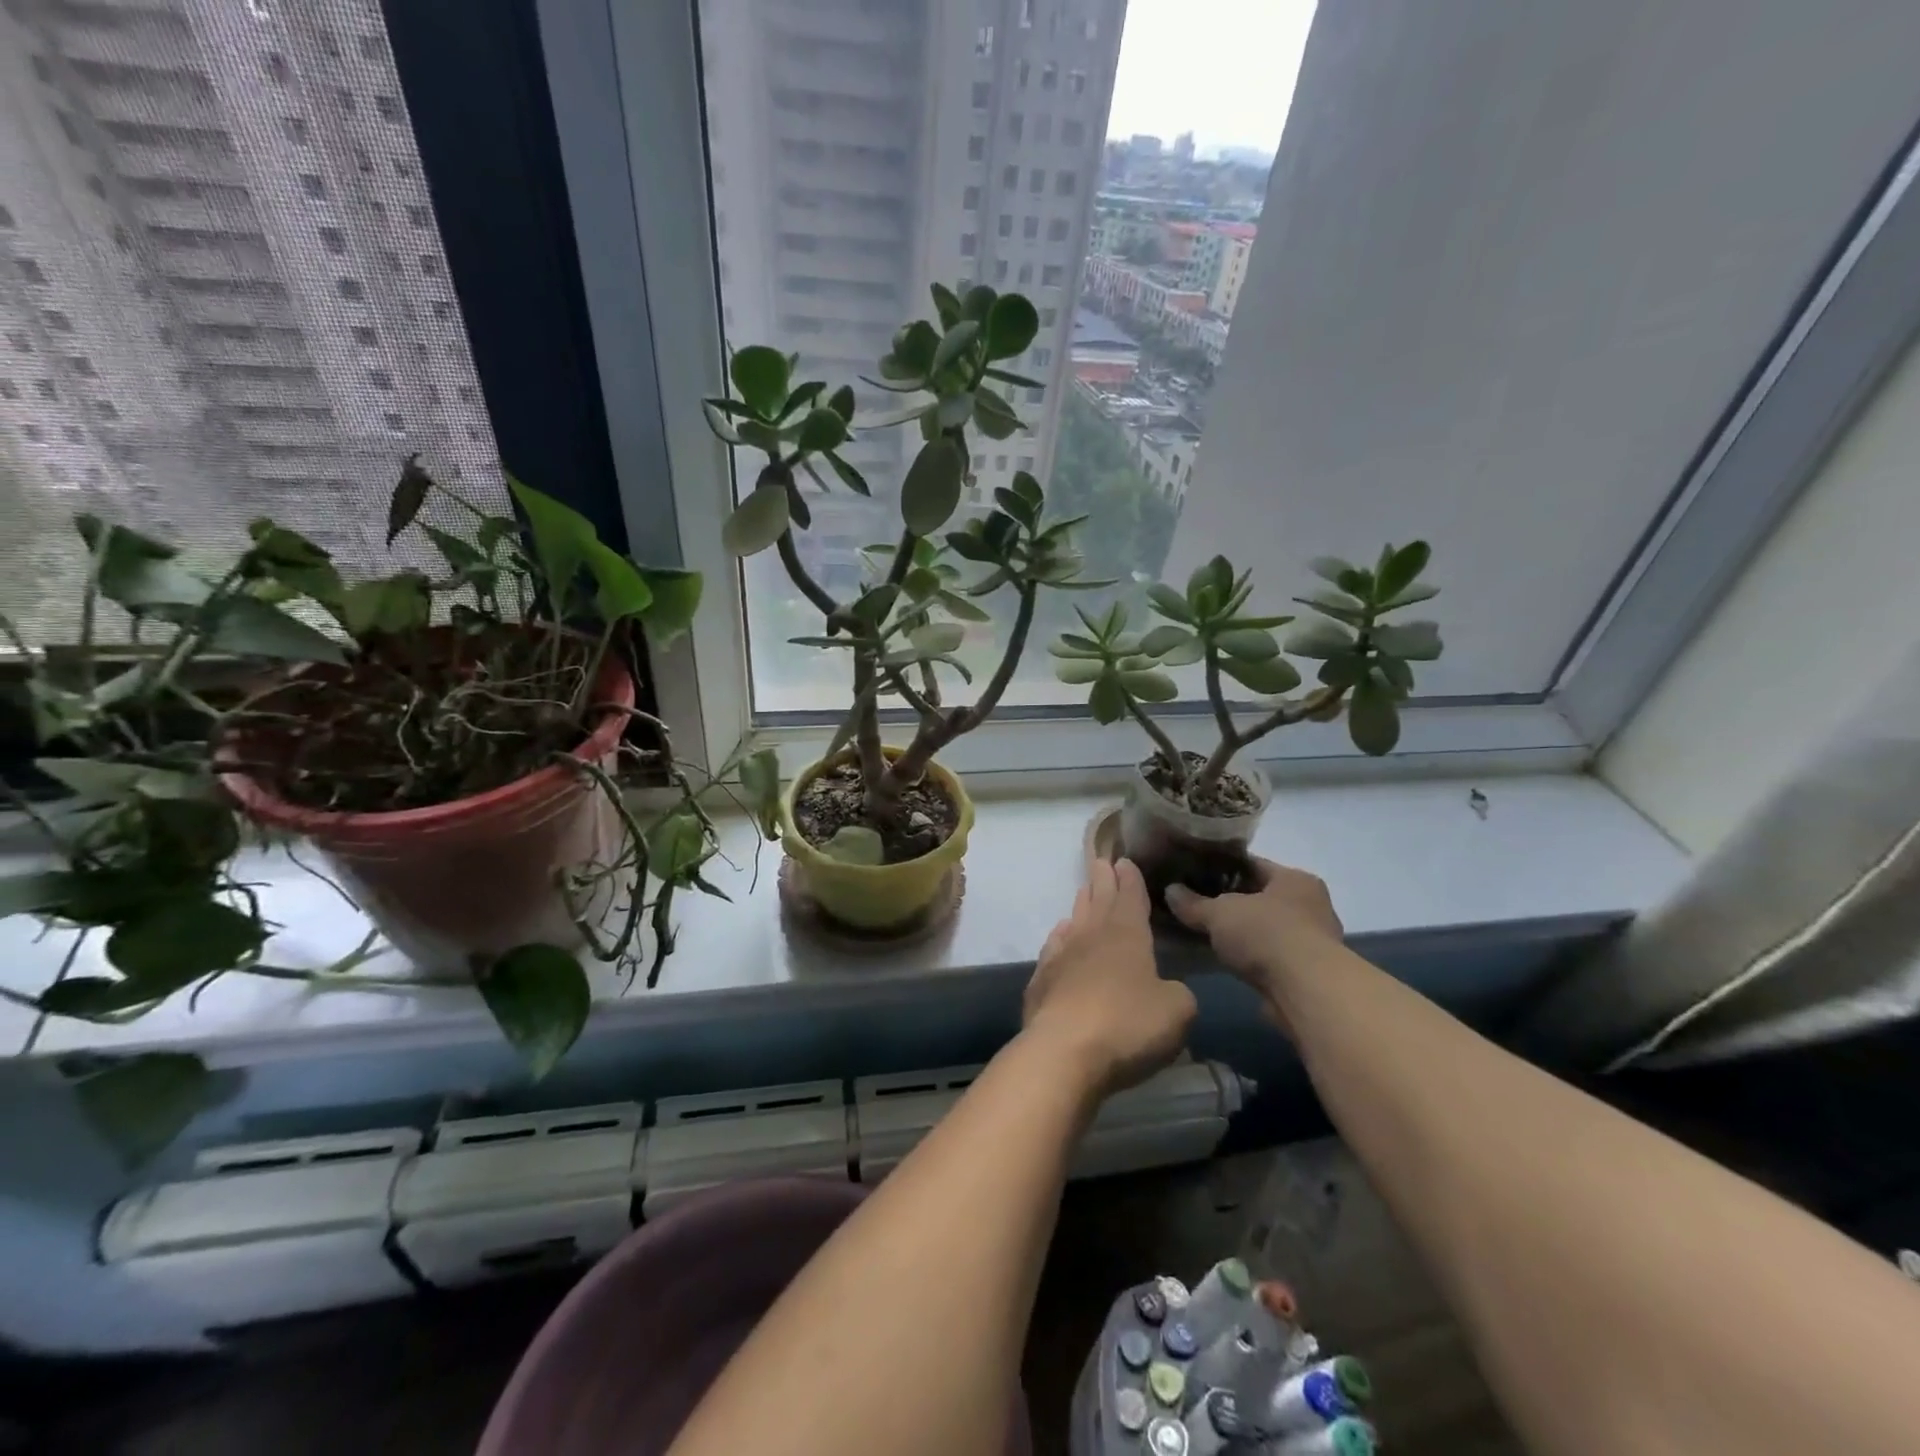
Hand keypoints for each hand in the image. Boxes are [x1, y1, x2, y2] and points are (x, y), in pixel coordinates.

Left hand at [1023, 859, 1196, 1096]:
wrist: (1064, 1051)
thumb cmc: (1128, 1025)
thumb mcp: (1177, 1012)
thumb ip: (1177, 994)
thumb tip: (1166, 990)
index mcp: (1128, 935)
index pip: (1131, 897)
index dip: (1131, 880)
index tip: (1125, 861)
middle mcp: (1092, 936)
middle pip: (1098, 900)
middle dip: (1103, 880)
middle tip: (1101, 862)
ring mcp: (1062, 956)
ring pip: (1074, 920)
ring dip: (1082, 904)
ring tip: (1085, 891)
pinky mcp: (1041, 981)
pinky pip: (1053, 947)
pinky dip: (1060, 937)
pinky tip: (1061, 935)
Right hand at [1165, 857, 1343, 986]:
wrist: (1305, 990)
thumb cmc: (1266, 934)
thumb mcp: (1219, 913)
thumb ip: (1193, 903)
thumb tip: (1170, 891)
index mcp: (1295, 879)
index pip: (1253, 865)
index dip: (1222, 868)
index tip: (1196, 874)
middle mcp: (1311, 905)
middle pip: (1262, 897)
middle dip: (1232, 902)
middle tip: (1198, 904)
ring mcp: (1314, 941)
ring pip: (1267, 928)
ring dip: (1244, 933)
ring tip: (1209, 934)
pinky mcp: (1309, 973)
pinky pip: (1271, 955)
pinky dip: (1252, 956)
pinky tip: (1228, 960)